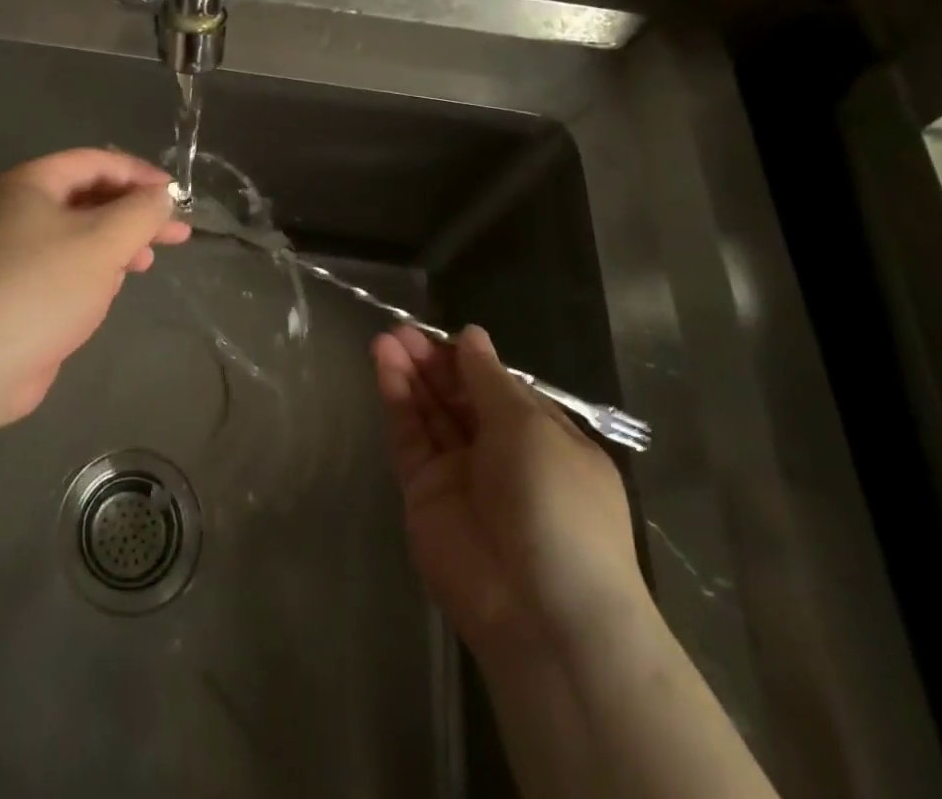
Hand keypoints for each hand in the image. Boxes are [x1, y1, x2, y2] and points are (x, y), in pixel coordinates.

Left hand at [0, 149, 190, 420]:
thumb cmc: (40, 289)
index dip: (140, 174)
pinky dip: (91, 270)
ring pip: (76, 235)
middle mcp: (16, 210)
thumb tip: (164, 196)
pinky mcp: (13, 291)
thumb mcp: (102, 242)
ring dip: (116, 244)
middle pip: (87, 198)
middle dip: (134, 214)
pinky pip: (62, 267)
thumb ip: (140, 213)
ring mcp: (11, 252)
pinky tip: (111, 288)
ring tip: (147, 262)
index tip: (176, 196)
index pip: (95, 163)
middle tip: (177, 233)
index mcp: (29, 184)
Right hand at [373, 325, 643, 658]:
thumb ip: (489, 380)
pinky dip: (397, 399)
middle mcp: (501, 454)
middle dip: (433, 362)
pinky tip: (384, 363)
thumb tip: (472, 336)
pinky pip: (409, 437)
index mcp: (543, 439)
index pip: (498, 387)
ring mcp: (460, 474)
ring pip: (430, 412)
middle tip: (402, 330)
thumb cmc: (557, 503)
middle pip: (459, 397)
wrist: (542, 611)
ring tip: (387, 338)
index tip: (442, 332)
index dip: (469, 360)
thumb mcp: (531, 427)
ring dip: (410, 373)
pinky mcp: (424, 492)